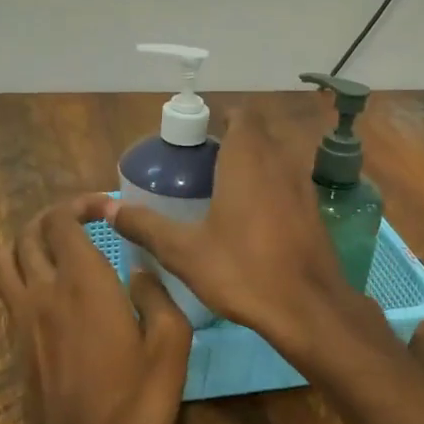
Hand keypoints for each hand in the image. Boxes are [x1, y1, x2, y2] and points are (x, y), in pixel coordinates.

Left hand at [0, 198, 191, 423]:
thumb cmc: (133, 405)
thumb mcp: (170, 349)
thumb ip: (158, 298)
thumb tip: (141, 271)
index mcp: (84, 284)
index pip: (63, 221)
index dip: (84, 204)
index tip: (112, 209)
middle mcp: (44, 291)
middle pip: (30, 232)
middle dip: (57, 215)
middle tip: (89, 219)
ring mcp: (23, 316)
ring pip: (7, 255)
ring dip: (30, 238)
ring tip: (62, 243)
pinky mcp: (16, 340)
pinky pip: (7, 284)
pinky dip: (22, 266)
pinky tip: (53, 282)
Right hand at [87, 109, 372, 355]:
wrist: (308, 308)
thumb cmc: (243, 271)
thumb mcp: (184, 251)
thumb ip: (145, 225)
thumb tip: (107, 208)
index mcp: (248, 158)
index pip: (239, 114)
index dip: (217, 121)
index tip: (194, 143)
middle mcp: (281, 161)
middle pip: (257, 136)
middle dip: (230, 145)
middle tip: (199, 172)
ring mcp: (304, 186)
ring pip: (275, 161)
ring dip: (252, 169)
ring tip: (221, 197)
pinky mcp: (315, 212)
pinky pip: (288, 187)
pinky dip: (270, 192)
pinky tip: (251, 224)